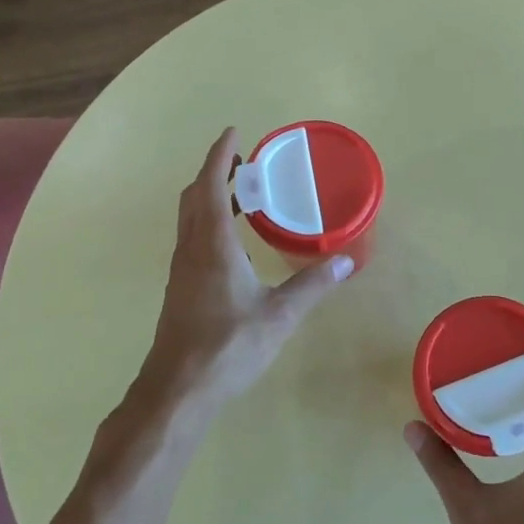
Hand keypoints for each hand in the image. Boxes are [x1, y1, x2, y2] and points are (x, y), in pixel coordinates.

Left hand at [135, 128, 351, 416]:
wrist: (177, 391)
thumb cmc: (227, 347)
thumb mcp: (278, 316)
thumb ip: (312, 285)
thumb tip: (346, 260)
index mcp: (212, 245)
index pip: (211, 185)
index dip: (220, 155)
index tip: (234, 133)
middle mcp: (191, 249)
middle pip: (195, 195)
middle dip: (216, 170)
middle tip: (245, 160)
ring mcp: (182, 269)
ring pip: (190, 216)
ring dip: (210, 194)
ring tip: (243, 192)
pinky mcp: (181, 287)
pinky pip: (192, 236)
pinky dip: (209, 219)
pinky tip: (234, 239)